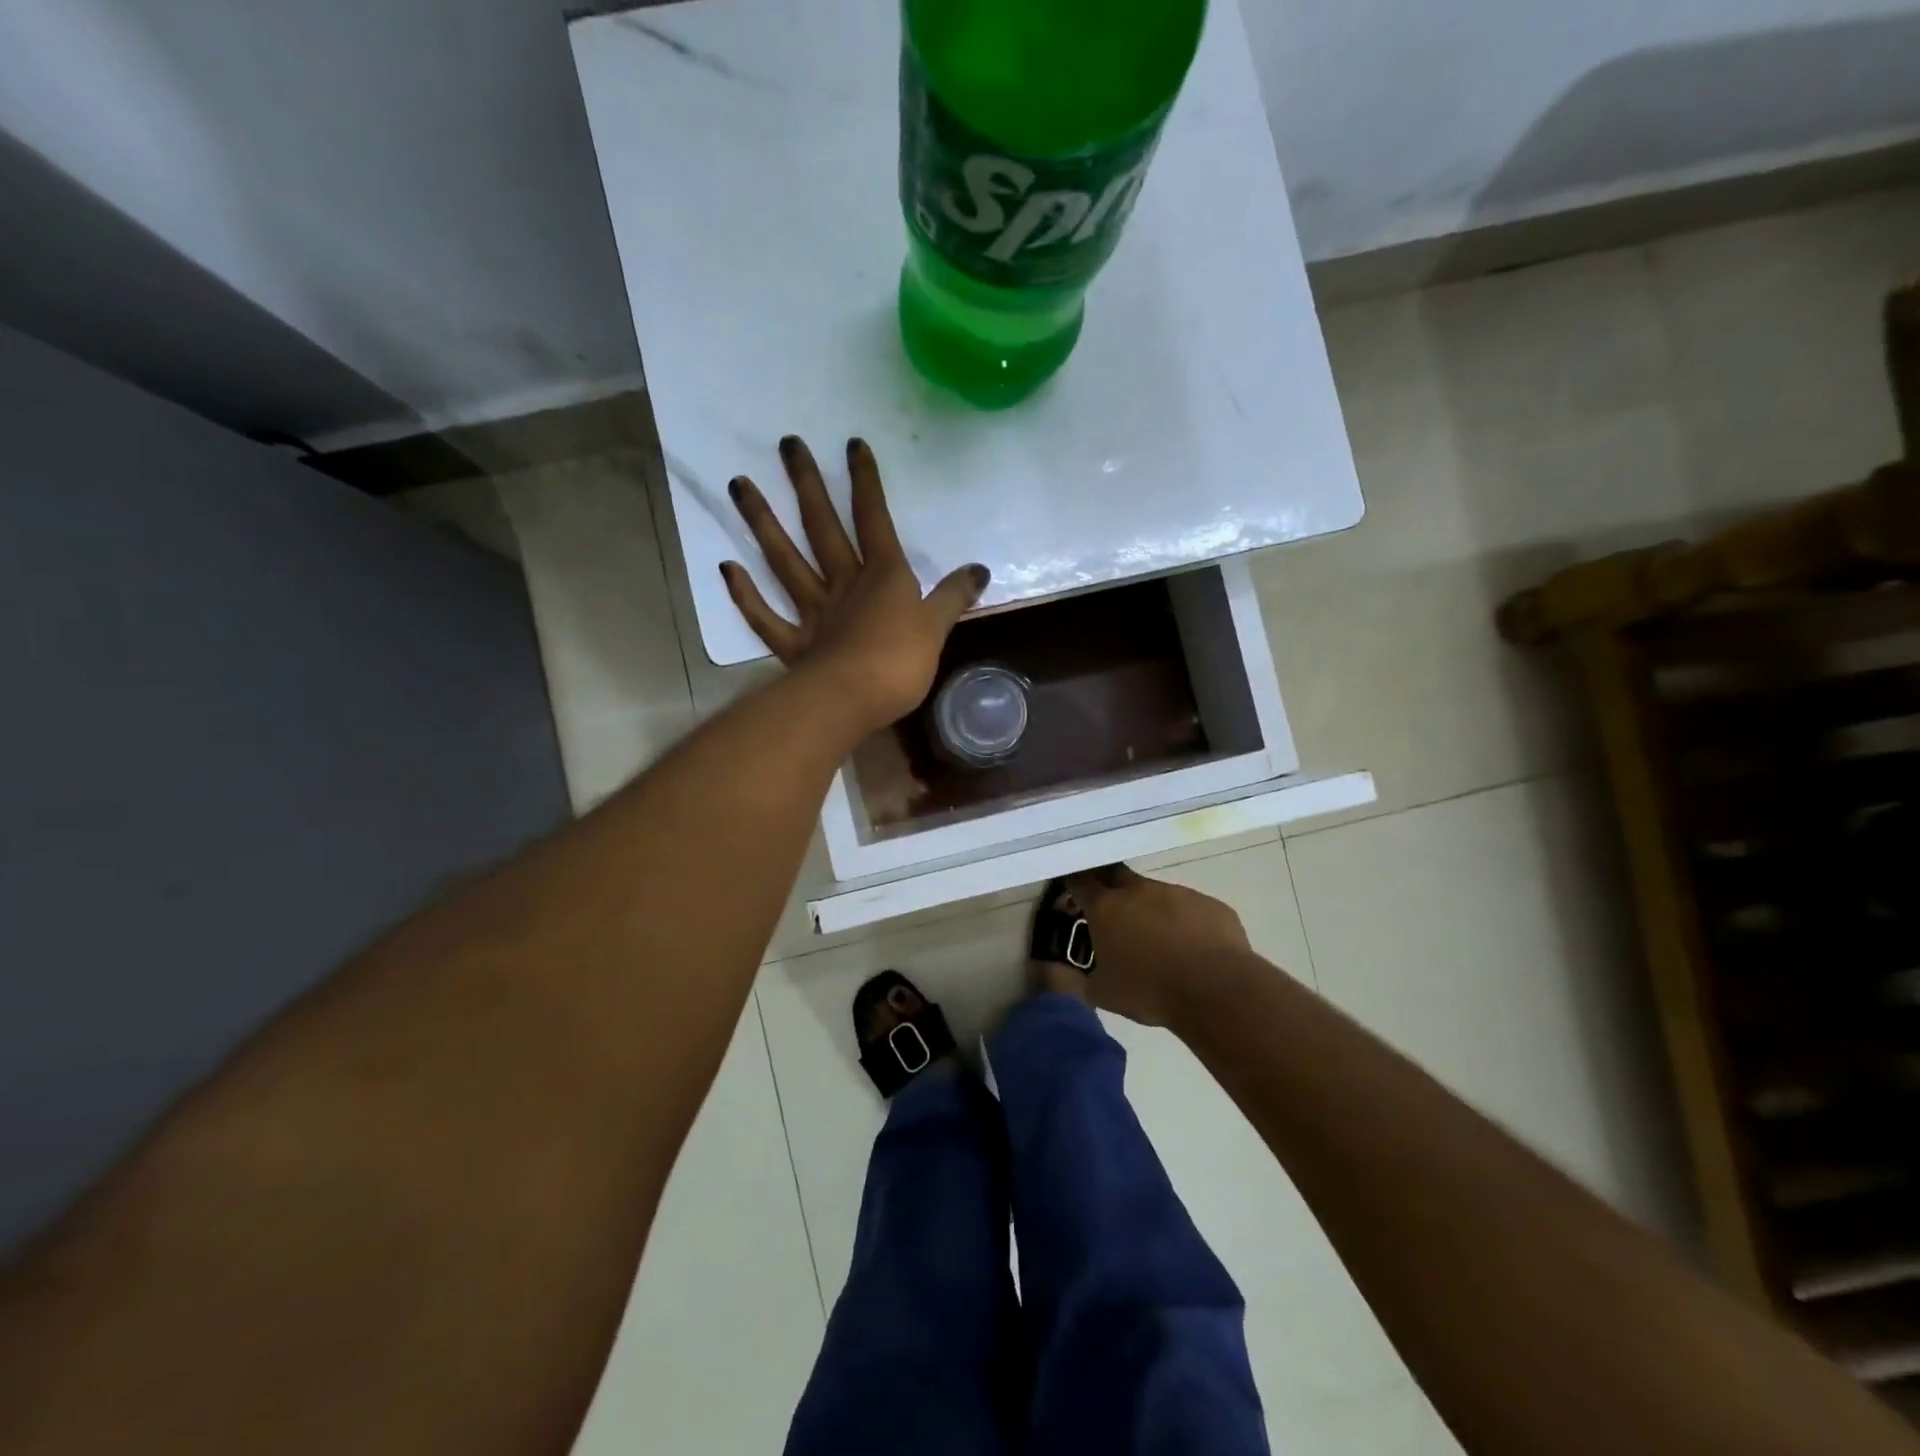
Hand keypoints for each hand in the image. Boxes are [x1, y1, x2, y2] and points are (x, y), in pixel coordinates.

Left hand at [722, 435, 989, 733]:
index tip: (851, 444)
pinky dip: (746, 595)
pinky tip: (727, 568)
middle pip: (822, 528)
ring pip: (785, 561)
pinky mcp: (793, 646)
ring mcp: (813, 613)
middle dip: (807, 485)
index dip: (865, 482)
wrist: (852, 701)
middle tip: (787, 444)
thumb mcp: (937, 628)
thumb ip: (954, 597)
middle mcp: (844, 584)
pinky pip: (765, 617)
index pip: (875, 519)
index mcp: (883, 576)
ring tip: (739, 485)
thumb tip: (980, 569)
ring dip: (763, 523)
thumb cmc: (900, 663)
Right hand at [1066, 865, 1251, 1027]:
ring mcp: (1177, 893)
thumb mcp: (1104, 993)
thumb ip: (1088, 977)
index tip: (1073, 888)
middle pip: (1116, 874)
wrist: (1215, 990)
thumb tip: (1084, 974)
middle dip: (1110, 886)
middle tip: (1111, 908)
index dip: (1075, 882)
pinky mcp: (1210, 904)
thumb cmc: (1150, 991)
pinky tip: (1192, 950)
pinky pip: (1190, 909)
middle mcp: (1139, 891)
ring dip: (1152, 910)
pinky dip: (1185, 923)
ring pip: (1157, 894)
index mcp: (1107, 908)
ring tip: (1160, 942)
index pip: (1081, 881)